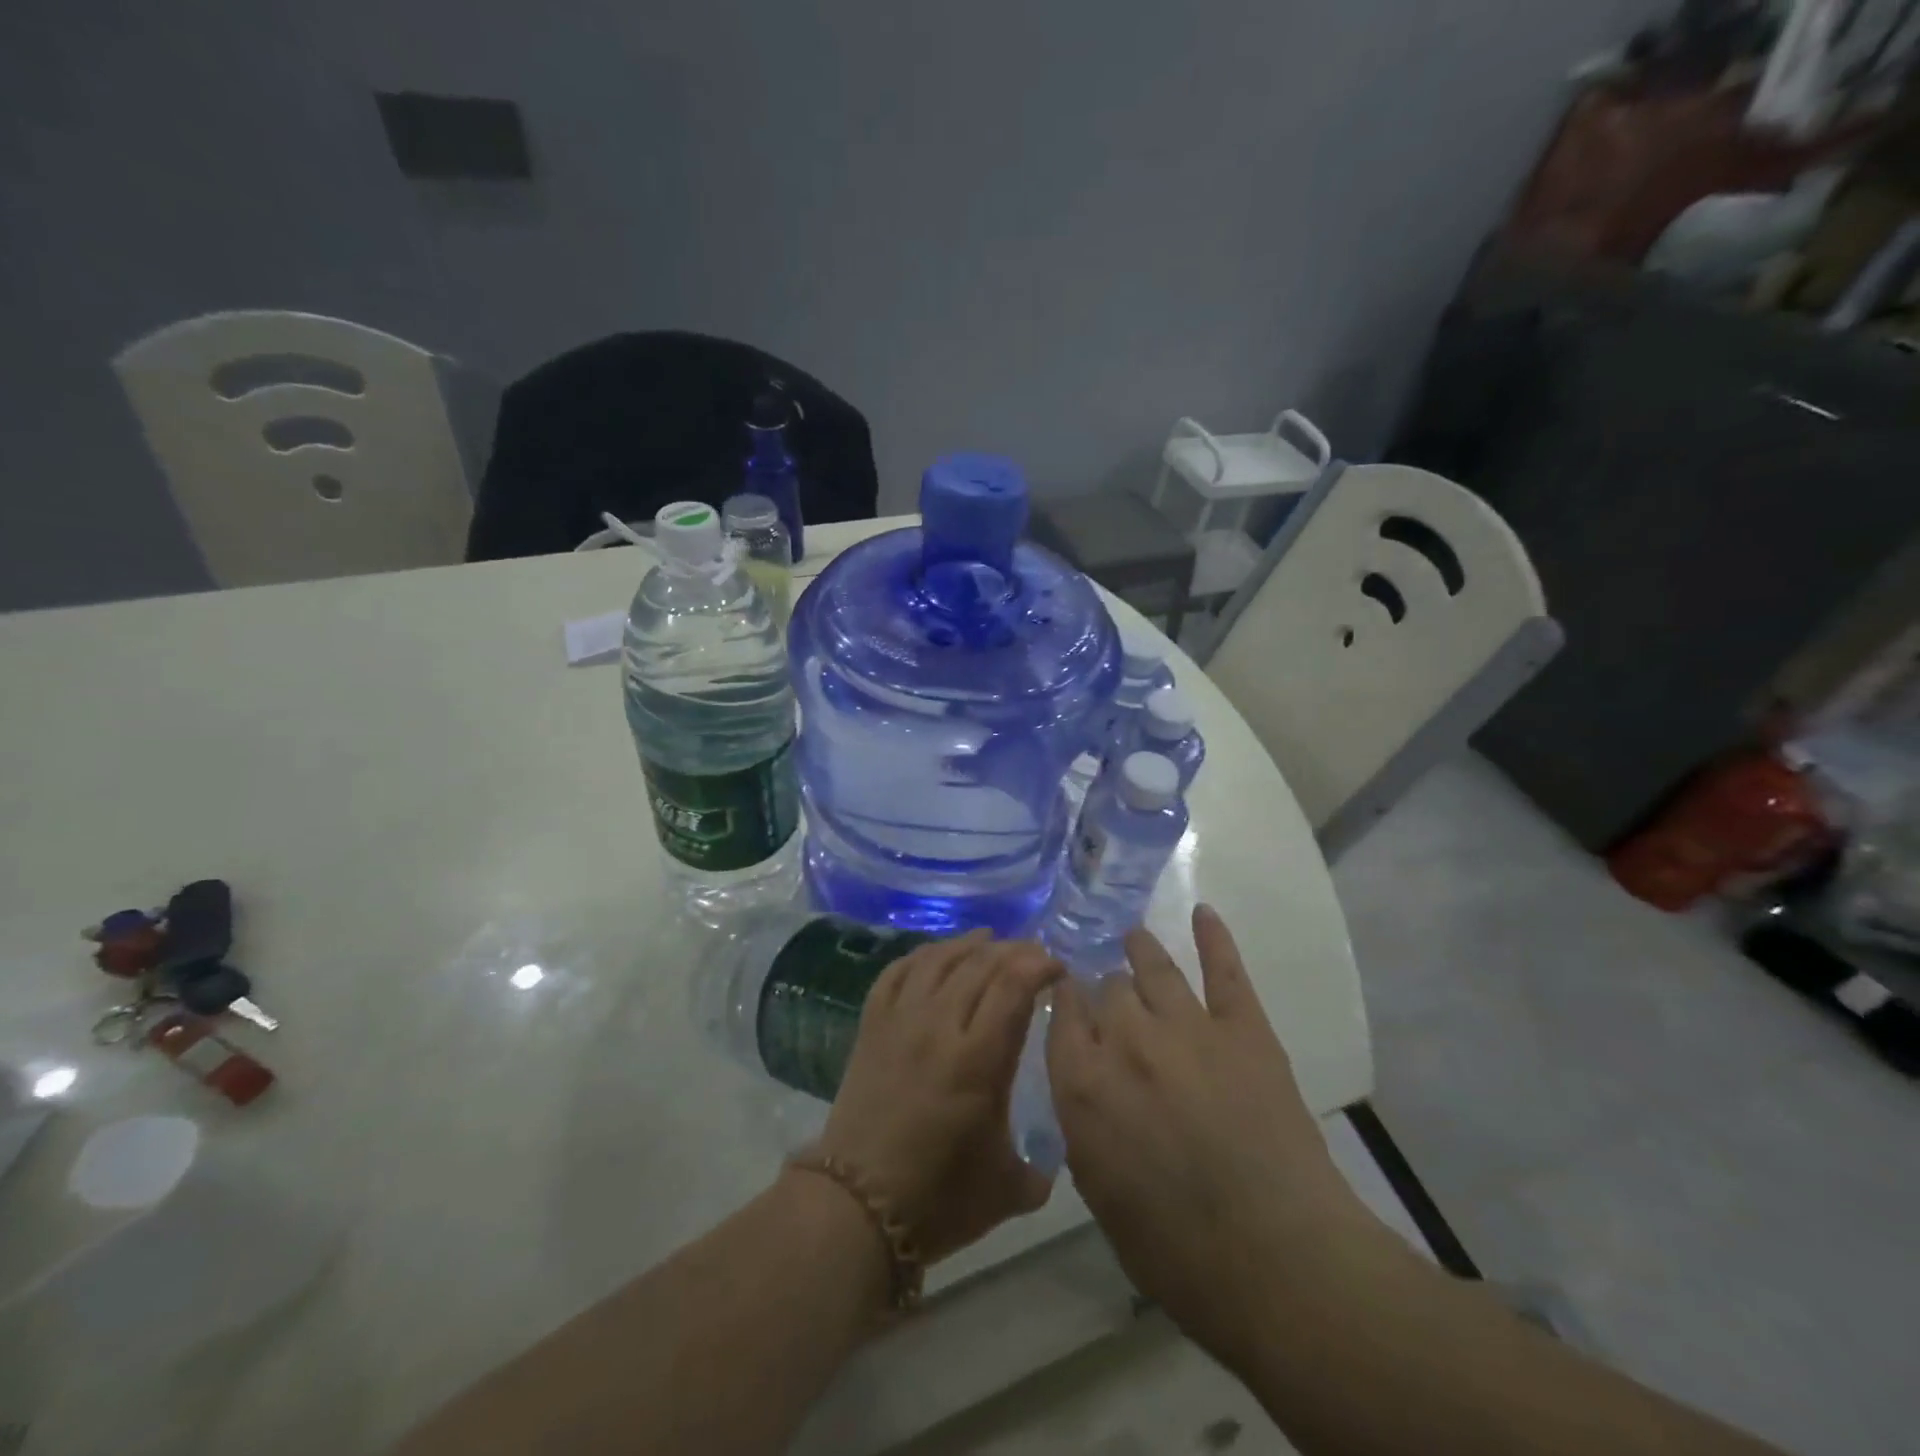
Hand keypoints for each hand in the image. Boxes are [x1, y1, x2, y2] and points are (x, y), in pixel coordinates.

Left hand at [818, 931, 1059, 1263]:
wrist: (856, 1208)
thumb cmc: (938, 1200)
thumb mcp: (1007, 1189)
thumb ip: (1039, 1166)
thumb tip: (1050, 1159)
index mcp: (978, 1060)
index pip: (1013, 987)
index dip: (1039, 966)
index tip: (1058, 968)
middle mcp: (939, 1026)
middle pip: (979, 965)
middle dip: (1014, 951)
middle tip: (1033, 954)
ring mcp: (900, 1022)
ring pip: (937, 960)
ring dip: (968, 944)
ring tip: (989, 939)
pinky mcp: (871, 1027)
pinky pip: (896, 973)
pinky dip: (921, 956)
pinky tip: (935, 955)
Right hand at [1047, 905, 1371, 1366]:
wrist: (1277, 1260)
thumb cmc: (1176, 1249)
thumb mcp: (1099, 1192)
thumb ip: (1081, 1123)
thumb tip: (1082, 1082)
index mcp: (1083, 1083)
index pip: (1061, 1013)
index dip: (1062, 997)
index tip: (1064, 993)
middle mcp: (1126, 1040)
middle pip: (1107, 988)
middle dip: (1104, 989)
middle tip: (1109, 994)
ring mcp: (1187, 1027)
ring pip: (1153, 967)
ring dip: (1139, 948)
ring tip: (1133, 937)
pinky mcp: (1243, 1028)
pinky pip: (1224, 969)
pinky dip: (1213, 937)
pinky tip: (1203, 912)